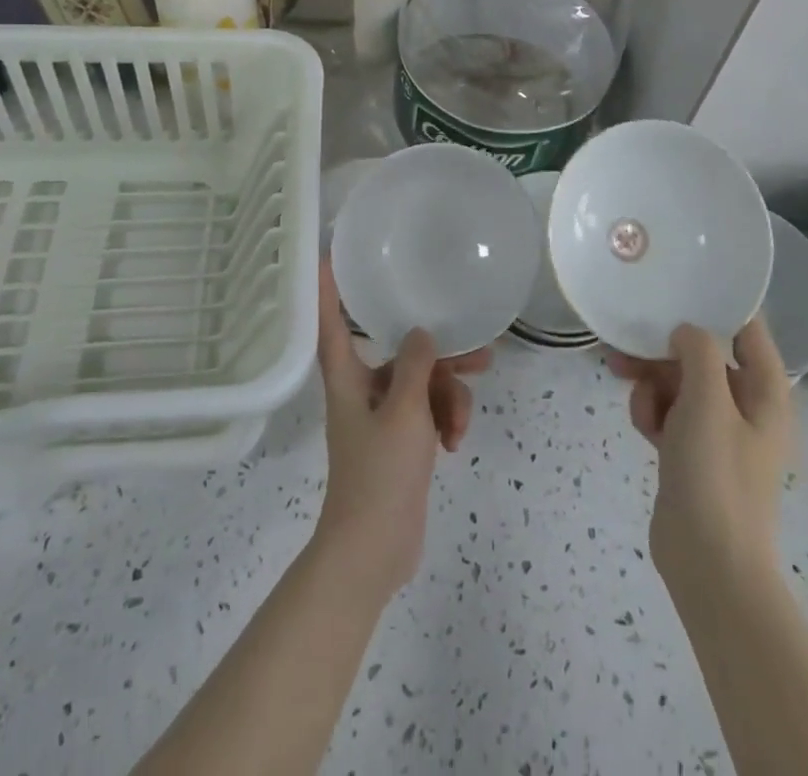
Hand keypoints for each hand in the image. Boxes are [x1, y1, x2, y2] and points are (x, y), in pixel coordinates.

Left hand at [313, 261, 490, 596]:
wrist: (374, 551)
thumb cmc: (380, 474)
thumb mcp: (403, 413)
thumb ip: (414, 366)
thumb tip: (420, 333)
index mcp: (348, 379)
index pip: (331, 323)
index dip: (327, 290)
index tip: (327, 256)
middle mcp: (363, 390)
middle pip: (401, 354)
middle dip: (441, 356)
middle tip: (481, 353)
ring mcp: (383, 417)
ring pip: (423, 384)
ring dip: (448, 398)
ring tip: (462, 423)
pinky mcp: (401, 440)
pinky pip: (428, 412)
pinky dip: (445, 421)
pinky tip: (456, 444)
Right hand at [606, 319, 792, 585]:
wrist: (709, 565)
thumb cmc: (717, 475)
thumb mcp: (709, 402)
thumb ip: (699, 352)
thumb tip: (686, 331)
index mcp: (765, 392)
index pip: (748, 330)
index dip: (718, 305)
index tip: (679, 284)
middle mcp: (745, 407)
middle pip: (703, 356)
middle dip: (664, 348)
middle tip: (625, 339)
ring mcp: (716, 432)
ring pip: (679, 383)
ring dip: (651, 379)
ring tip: (622, 380)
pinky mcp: (690, 453)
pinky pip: (668, 413)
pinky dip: (651, 412)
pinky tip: (640, 426)